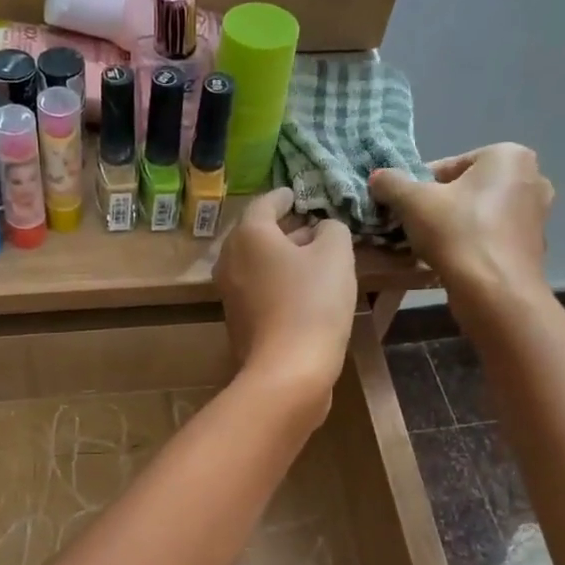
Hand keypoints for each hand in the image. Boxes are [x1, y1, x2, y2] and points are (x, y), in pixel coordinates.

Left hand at [215, 188, 357, 415]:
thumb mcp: (336, 255)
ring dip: (281, 256)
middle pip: (256, 235)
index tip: (296, 194)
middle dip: (283, 228)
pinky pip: (257, 289)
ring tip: (312, 256)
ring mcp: (229, 293)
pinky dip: (276, 281)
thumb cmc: (312, 303)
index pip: (265, 204)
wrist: (287, 370)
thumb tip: (321, 229)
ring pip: (256, 263)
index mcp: (248, 235)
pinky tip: (301, 289)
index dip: (284, 197)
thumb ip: (331, 230)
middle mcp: (230, 260)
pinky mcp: (237, 321)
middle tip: (311, 225)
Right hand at [370, 144, 555, 301]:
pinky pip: (491, 236)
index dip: (417, 188)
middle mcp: (531, 177)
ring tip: (429, 246)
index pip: (447, 166)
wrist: (495, 291)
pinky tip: (454, 261)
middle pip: (465, 189)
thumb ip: (391, 183)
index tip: (402, 209)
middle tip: (414, 228)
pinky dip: (472, 244)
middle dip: (438, 206)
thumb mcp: (412, 202)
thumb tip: (378, 177)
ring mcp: (537, 213)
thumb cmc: (457, 234)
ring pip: (478, 213)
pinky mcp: (533, 244)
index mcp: (508, 155)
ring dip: (453, 225)